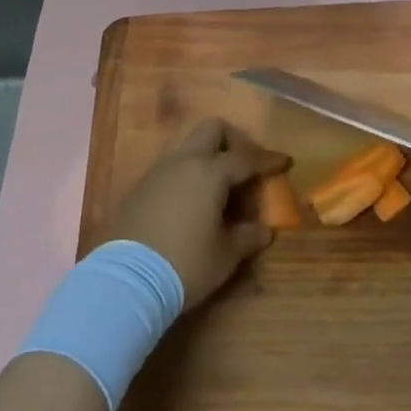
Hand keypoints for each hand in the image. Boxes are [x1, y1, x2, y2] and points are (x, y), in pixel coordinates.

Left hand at [109, 119, 290, 308]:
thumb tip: (264, 230)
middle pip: (212, 129)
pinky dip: (186, 174)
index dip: (268, 160)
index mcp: (211, 172)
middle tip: (244, 165)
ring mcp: (158, 172)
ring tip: (217, 186)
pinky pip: (170, 168)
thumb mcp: (225, 255)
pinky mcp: (139, 188)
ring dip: (206, 156)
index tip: (284, 161)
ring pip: (187, 146)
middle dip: (232, 140)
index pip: (246, 158)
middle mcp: (184, 162)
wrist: (126, 281)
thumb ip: (247, 237)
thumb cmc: (185, 263)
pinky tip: (190, 201)